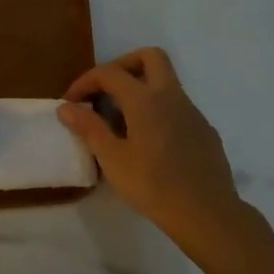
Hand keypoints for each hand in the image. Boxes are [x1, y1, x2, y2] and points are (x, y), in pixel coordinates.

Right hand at [57, 48, 266, 258]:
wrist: (207, 215)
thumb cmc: (153, 186)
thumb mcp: (112, 159)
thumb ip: (88, 128)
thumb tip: (66, 107)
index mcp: (146, 99)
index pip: (110, 73)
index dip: (85, 82)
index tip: (71, 103)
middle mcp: (172, 97)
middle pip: (150, 57)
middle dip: (123, 65)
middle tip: (105, 91)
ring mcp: (193, 113)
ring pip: (166, 83)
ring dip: (141, 89)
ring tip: (121, 122)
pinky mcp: (205, 131)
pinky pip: (177, 108)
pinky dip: (158, 112)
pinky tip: (149, 143)